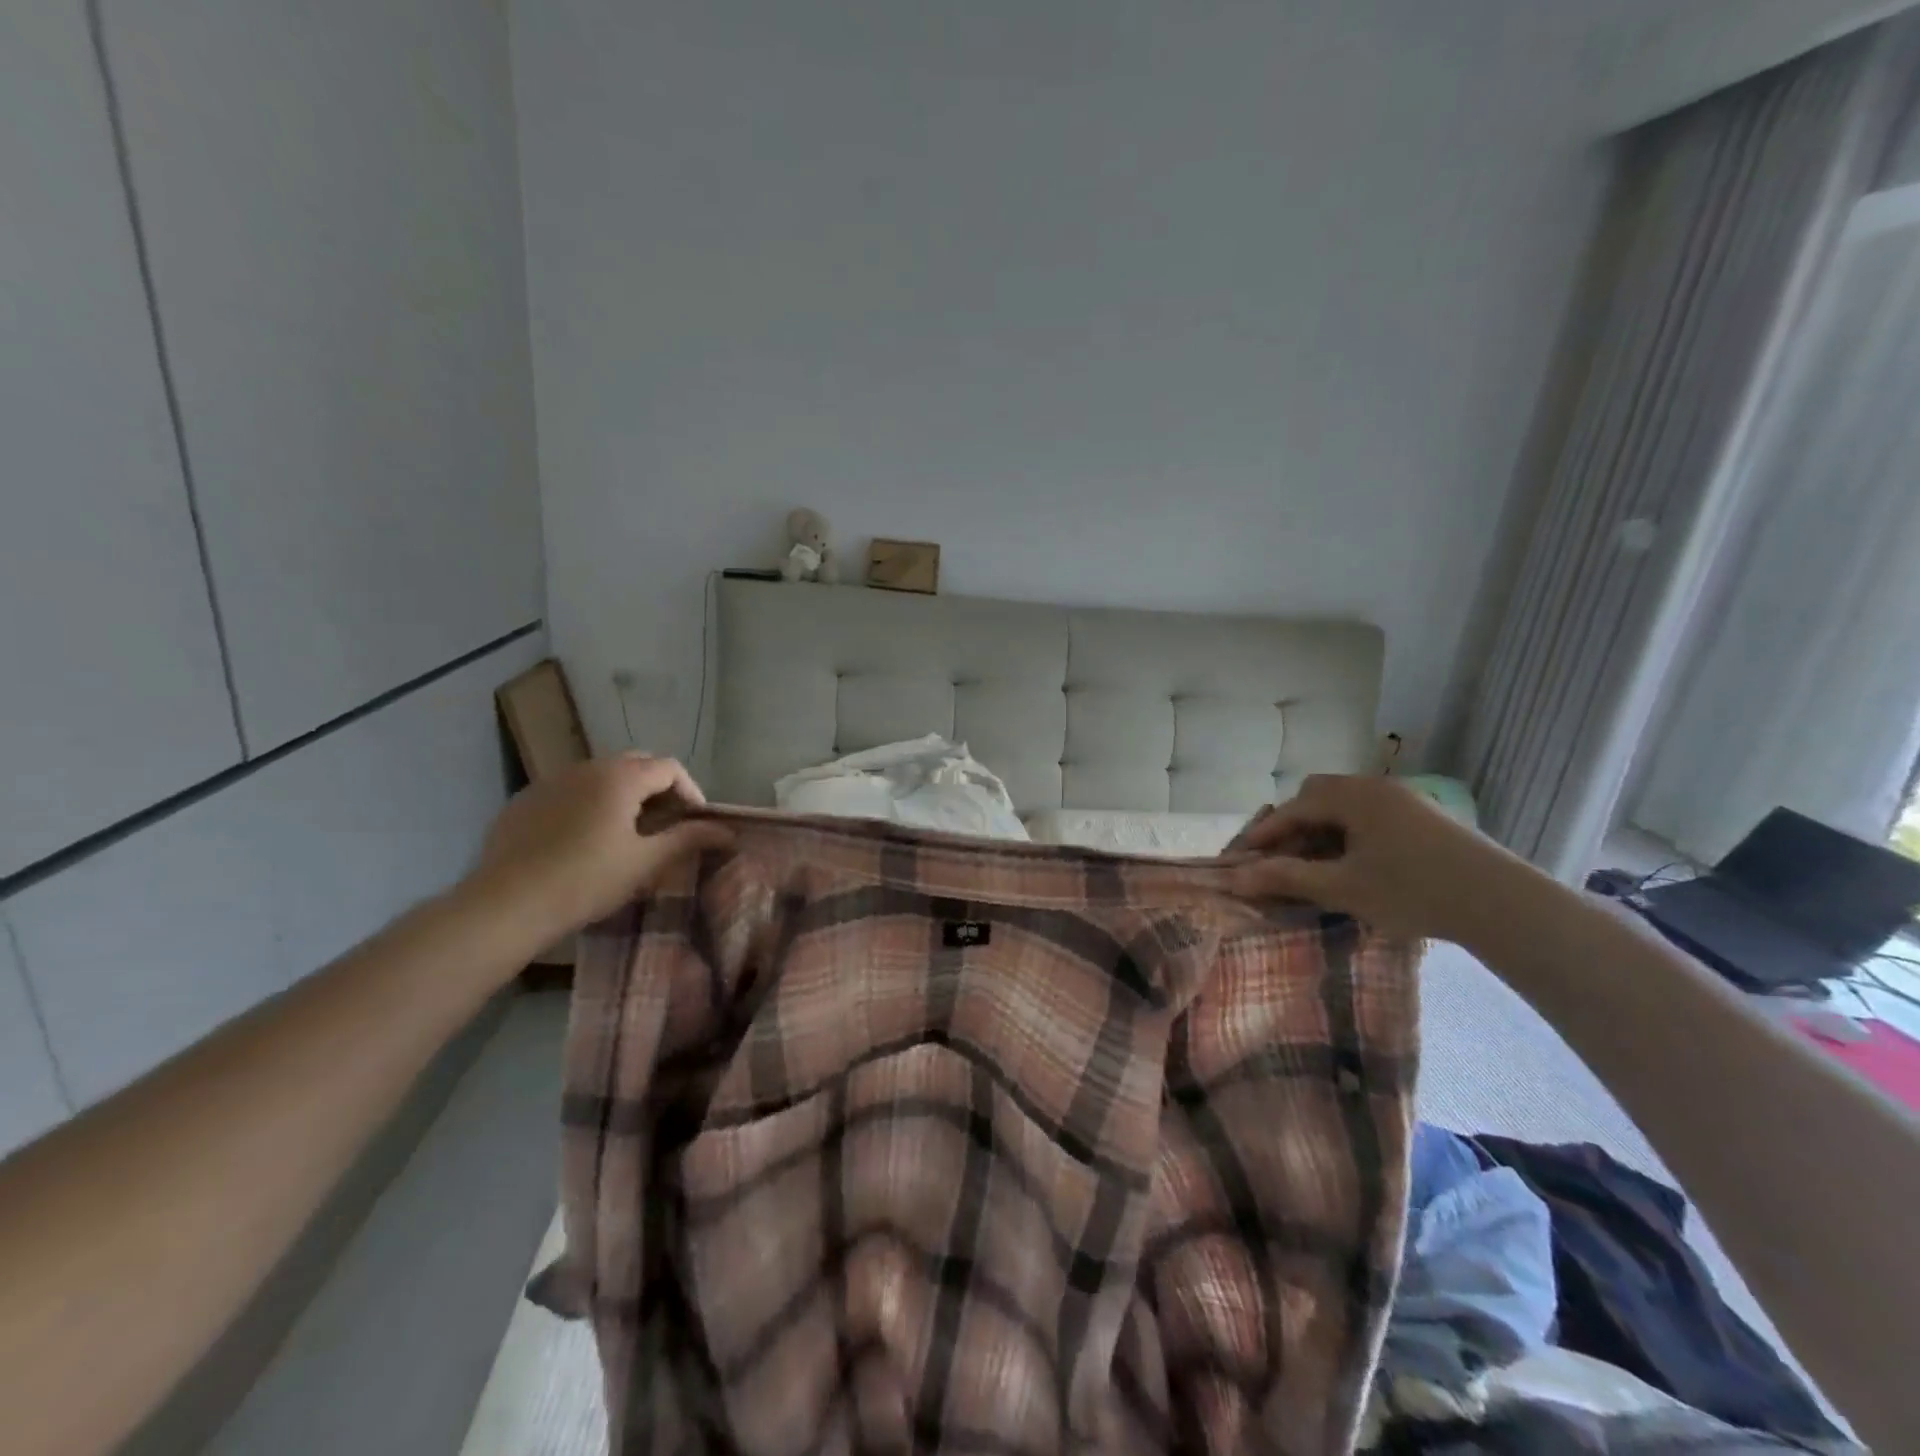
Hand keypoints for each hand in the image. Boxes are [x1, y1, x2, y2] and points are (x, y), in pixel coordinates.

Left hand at [463, 754, 731, 945]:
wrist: (506, 905)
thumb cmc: (587, 880)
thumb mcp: (645, 862)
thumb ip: (688, 839)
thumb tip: (728, 831)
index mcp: (621, 777)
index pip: (670, 768)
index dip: (691, 793)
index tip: (695, 825)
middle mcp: (587, 767)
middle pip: (636, 764)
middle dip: (658, 789)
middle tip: (665, 825)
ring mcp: (552, 781)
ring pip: (601, 776)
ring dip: (624, 795)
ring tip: (627, 832)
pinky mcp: (525, 800)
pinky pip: (569, 791)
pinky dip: (588, 804)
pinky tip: (583, 840)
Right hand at [1230, 774, 1535, 942]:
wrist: (1503, 904)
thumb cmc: (1412, 891)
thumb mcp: (1342, 888)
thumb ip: (1286, 878)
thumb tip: (1235, 878)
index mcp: (1353, 796)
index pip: (1293, 807)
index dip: (1264, 833)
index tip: (1243, 859)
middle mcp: (1375, 787)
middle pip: (1318, 797)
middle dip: (1293, 826)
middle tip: (1281, 860)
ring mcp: (1404, 800)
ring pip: (1346, 807)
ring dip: (1322, 831)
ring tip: (1315, 867)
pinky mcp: (1425, 818)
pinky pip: (1370, 817)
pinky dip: (1349, 835)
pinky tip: (1354, 865)